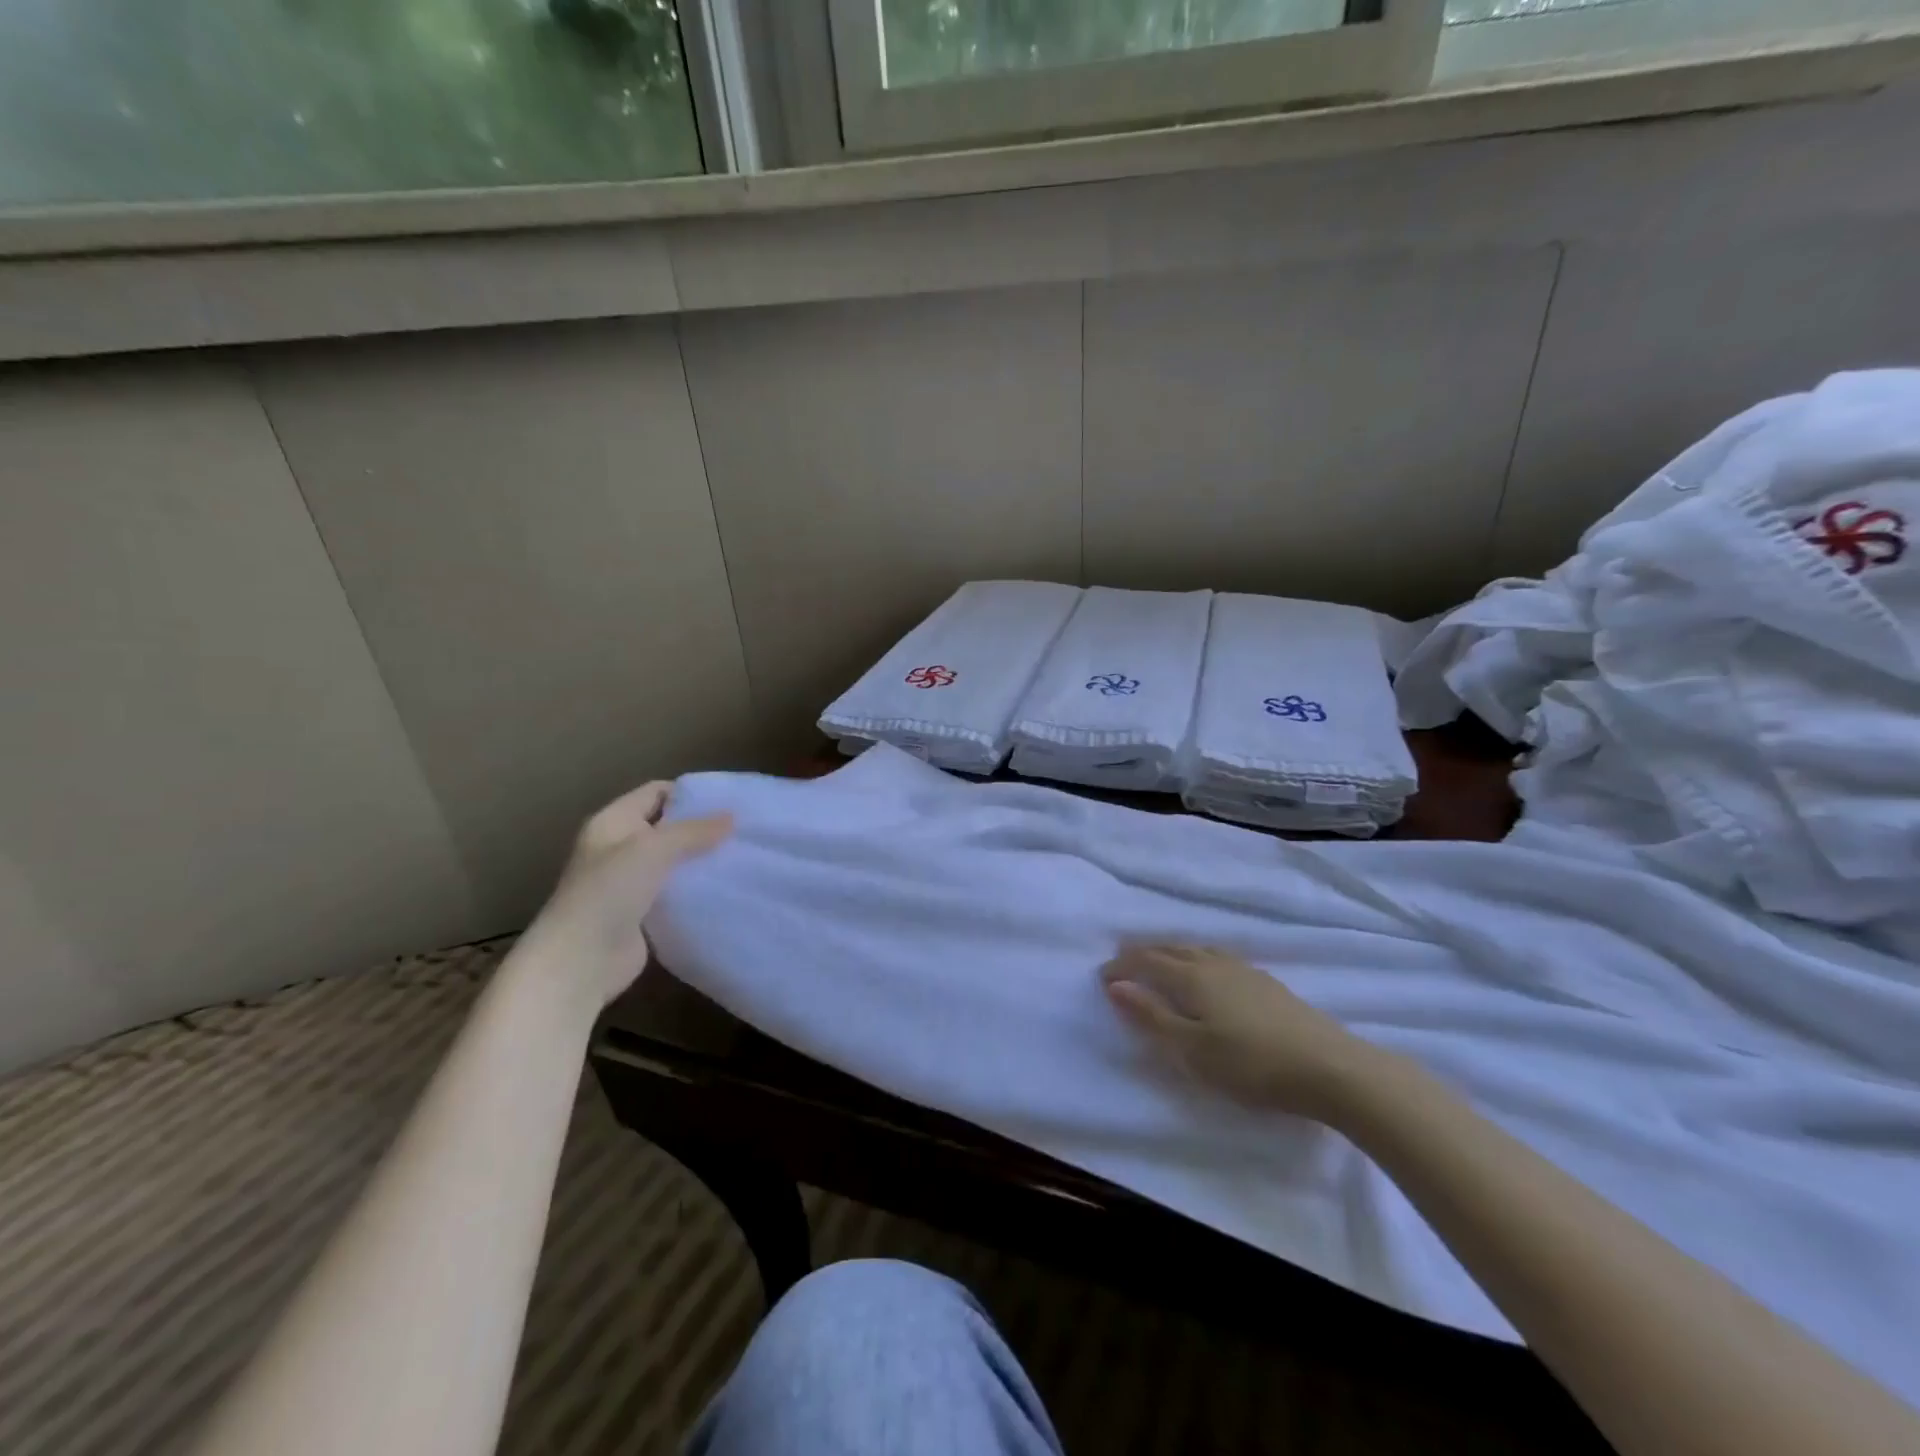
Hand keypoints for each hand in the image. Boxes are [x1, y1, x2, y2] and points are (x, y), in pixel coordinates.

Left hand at [525, 782, 732, 1007]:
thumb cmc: (610, 892)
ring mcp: (629, 883)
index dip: (688, 793)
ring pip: (673, 861)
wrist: (580, 961)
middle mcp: (619, 848)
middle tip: (742, 830)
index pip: (655, 792)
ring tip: (740, 857)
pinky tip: (724, 888)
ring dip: (701, 860)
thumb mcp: (653, 849)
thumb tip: (731, 817)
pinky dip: (696, 889)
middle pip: (666, 827)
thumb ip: (693, 831)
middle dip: (701, 828)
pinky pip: (675, 892)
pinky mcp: (642, 913)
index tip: (727, 801)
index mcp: (613, 823)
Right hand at [1100, 944, 1386, 1120]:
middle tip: (1123, 960)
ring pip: (1197, 950)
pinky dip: (1197, 959)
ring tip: (1160, 961)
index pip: (1146, 961)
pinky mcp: (1267, 983)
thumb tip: (1114, 985)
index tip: (1102, 976)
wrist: (1329, 1068)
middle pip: (1171, 948)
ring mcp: (1244, 970)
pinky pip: (1217, 958)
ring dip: (1171, 952)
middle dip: (1143, 952)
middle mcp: (1214, 964)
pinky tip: (1208, 974)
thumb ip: (1151, 1016)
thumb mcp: (1192, 1049)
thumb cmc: (1251, 1063)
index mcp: (1192, 977)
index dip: (1122, 966)